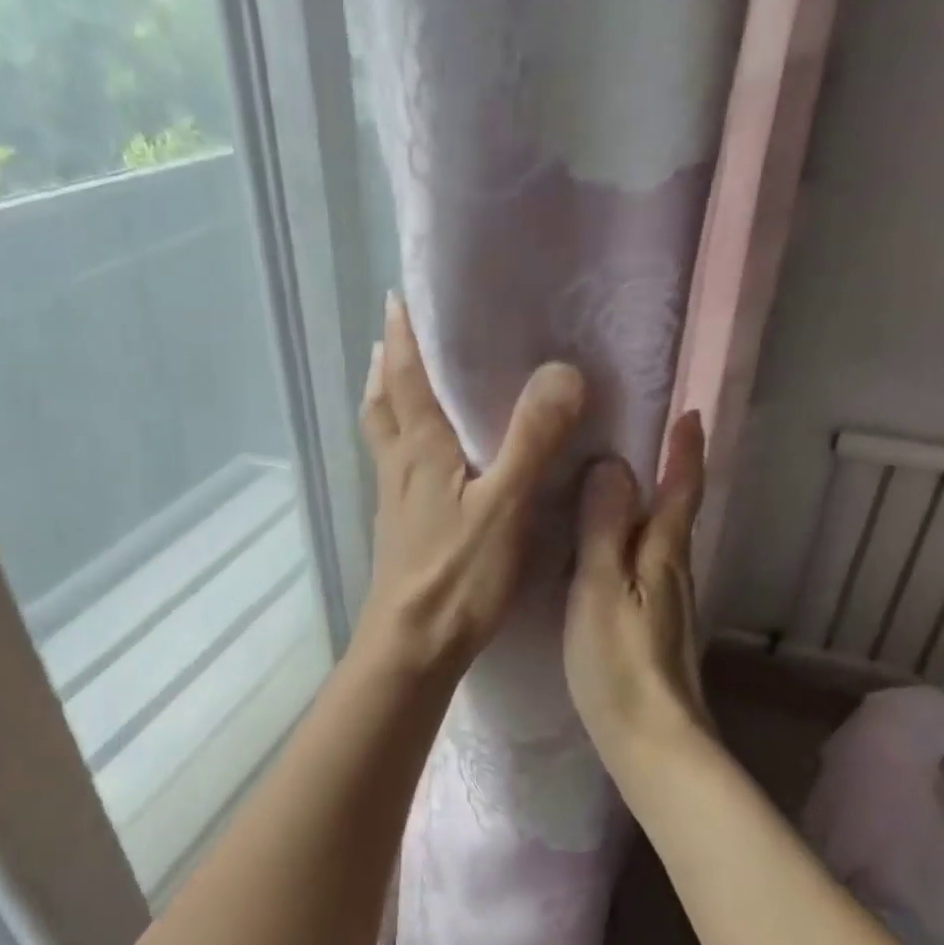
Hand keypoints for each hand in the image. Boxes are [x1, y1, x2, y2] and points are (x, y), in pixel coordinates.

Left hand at [356, 293, 584, 679]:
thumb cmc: (457, 577)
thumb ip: (532, 440)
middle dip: (385, 366)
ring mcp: (394, 503)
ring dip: (385, 402)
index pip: (406, 380)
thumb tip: (561, 371)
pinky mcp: (400, 532)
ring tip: (392, 382)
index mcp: (420, 451)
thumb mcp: (506, 505)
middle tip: (391, 334)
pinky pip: (394, 469)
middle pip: (382, 406)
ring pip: (382, 438)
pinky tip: (419, 459)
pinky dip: (399, 443)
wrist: (412, 646)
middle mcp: (399, 468)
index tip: (398, 298)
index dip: (404, 338)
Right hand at [563, 411, 710, 774]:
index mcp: (663, 556)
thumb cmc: (619, 662)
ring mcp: (670, 608)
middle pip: (675, 516)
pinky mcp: (657, 634)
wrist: (652, 740)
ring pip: (661, 546)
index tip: (691, 414)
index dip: (685, 452)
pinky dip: (632, 550)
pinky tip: (609, 562)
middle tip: (643, 444)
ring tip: (617, 496)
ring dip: (647, 514)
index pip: (680, 491)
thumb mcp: (600, 587)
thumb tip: (613, 463)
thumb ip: (603, 527)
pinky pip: (645, 573)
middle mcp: (675, 575)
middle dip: (669, 476)